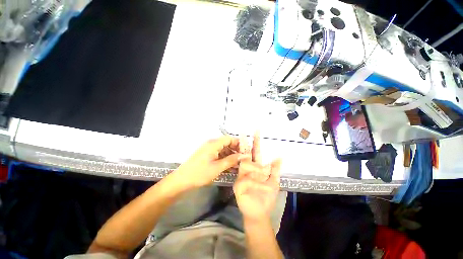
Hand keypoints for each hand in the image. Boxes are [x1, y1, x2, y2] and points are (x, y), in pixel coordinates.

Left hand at [175, 136, 249, 187]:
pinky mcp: (207, 155)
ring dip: (231, 155)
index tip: (246, 151)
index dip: (239, 143)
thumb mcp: (218, 167)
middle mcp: (212, 144)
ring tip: (239, 164)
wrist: (182, 180)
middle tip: (244, 159)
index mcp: (214, 144)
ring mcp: (209, 149)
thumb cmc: (200, 173)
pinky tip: (230, 166)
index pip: (230, 138)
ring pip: (224, 149)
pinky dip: (225, 158)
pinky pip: (219, 154)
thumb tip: (244, 155)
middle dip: (236, 150)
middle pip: (227, 143)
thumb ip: (232, 160)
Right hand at [234, 133, 281, 220]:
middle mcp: (247, 169)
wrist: (259, 212)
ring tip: (265, 182)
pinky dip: (256, 184)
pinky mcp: (238, 185)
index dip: (256, 142)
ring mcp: (241, 176)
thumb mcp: (274, 182)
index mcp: (256, 168)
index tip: (256, 132)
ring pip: (246, 165)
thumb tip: (279, 156)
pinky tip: (262, 189)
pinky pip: (246, 179)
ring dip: (257, 170)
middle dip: (245, 143)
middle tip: (243, 132)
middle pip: (246, 153)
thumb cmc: (266, 197)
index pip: (256, 152)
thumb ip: (276, 169)